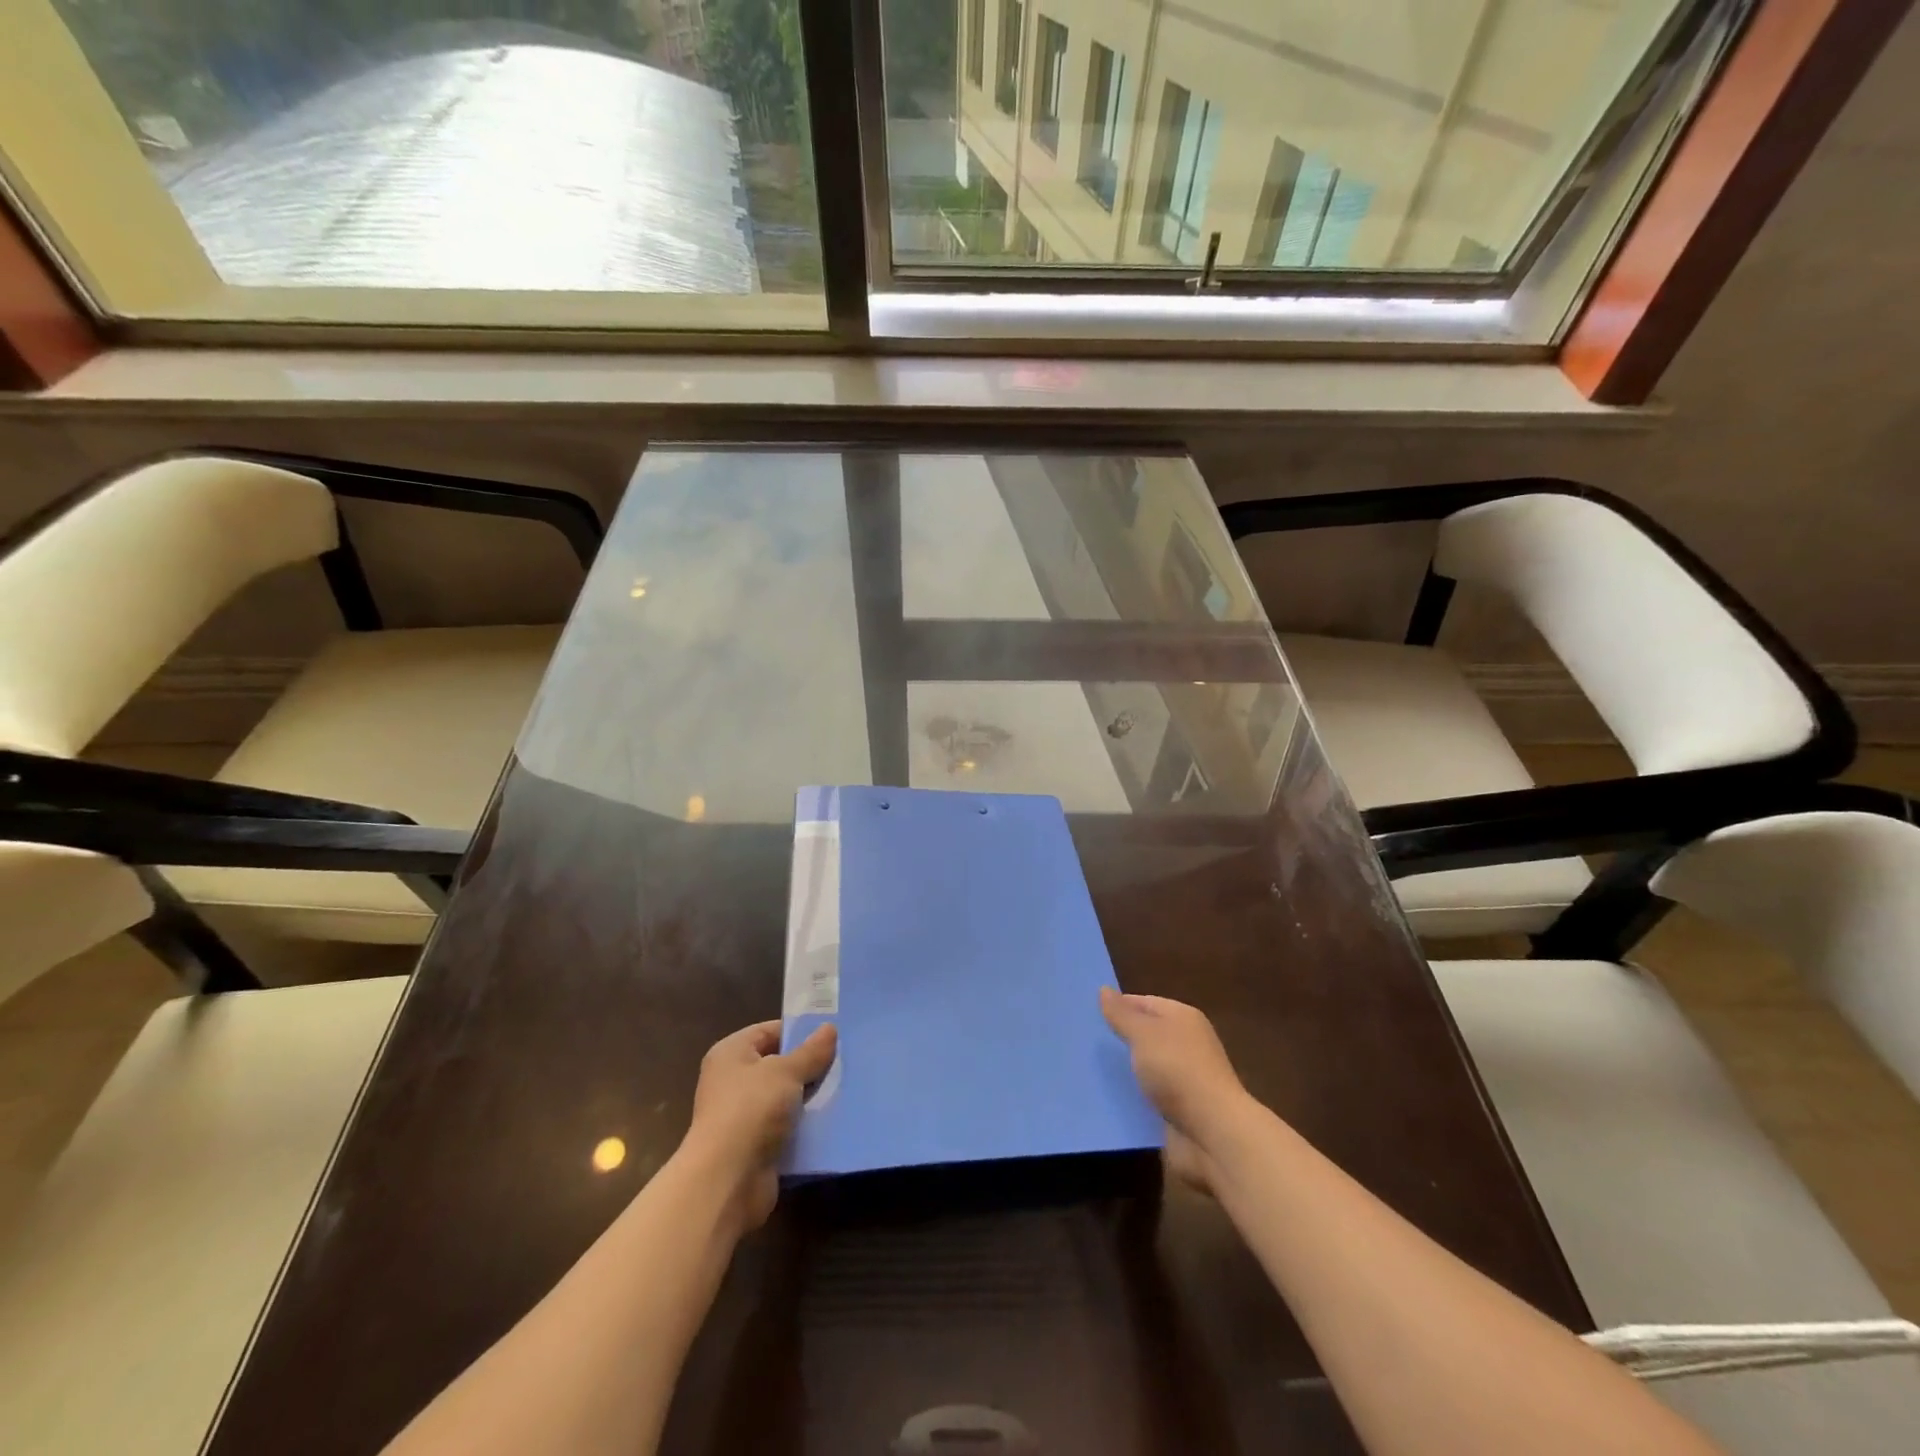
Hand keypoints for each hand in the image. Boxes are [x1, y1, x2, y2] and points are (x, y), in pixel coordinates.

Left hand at [682, 1020, 835, 1231]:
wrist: (727, 1181)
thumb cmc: (751, 1110)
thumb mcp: (786, 1072)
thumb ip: (810, 1051)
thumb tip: (829, 1028)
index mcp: (731, 1054)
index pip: (769, 1031)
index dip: (799, 1031)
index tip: (833, 1034)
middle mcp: (733, 1082)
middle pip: (778, 1065)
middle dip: (809, 1065)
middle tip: (845, 1060)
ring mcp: (743, 1116)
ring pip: (786, 1098)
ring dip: (811, 1097)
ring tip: (846, 1087)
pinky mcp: (755, 1146)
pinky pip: (787, 1127)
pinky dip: (806, 1125)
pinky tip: (834, 1120)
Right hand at [1101, 988, 1250, 1194]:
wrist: (1213, 1133)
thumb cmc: (1177, 1071)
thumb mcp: (1143, 1035)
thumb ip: (1122, 1014)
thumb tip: (1104, 990)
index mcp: (1182, 1017)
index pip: (1144, 1002)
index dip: (1117, 1006)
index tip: (1087, 1015)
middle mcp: (1186, 1043)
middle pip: (1145, 1034)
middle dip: (1118, 1039)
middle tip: (1084, 1043)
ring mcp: (1185, 1078)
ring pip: (1145, 1066)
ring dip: (1124, 1070)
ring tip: (1087, 1070)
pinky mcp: (1180, 1108)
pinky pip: (1148, 1095)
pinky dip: (1132, 1097)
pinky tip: (1107, 1098)